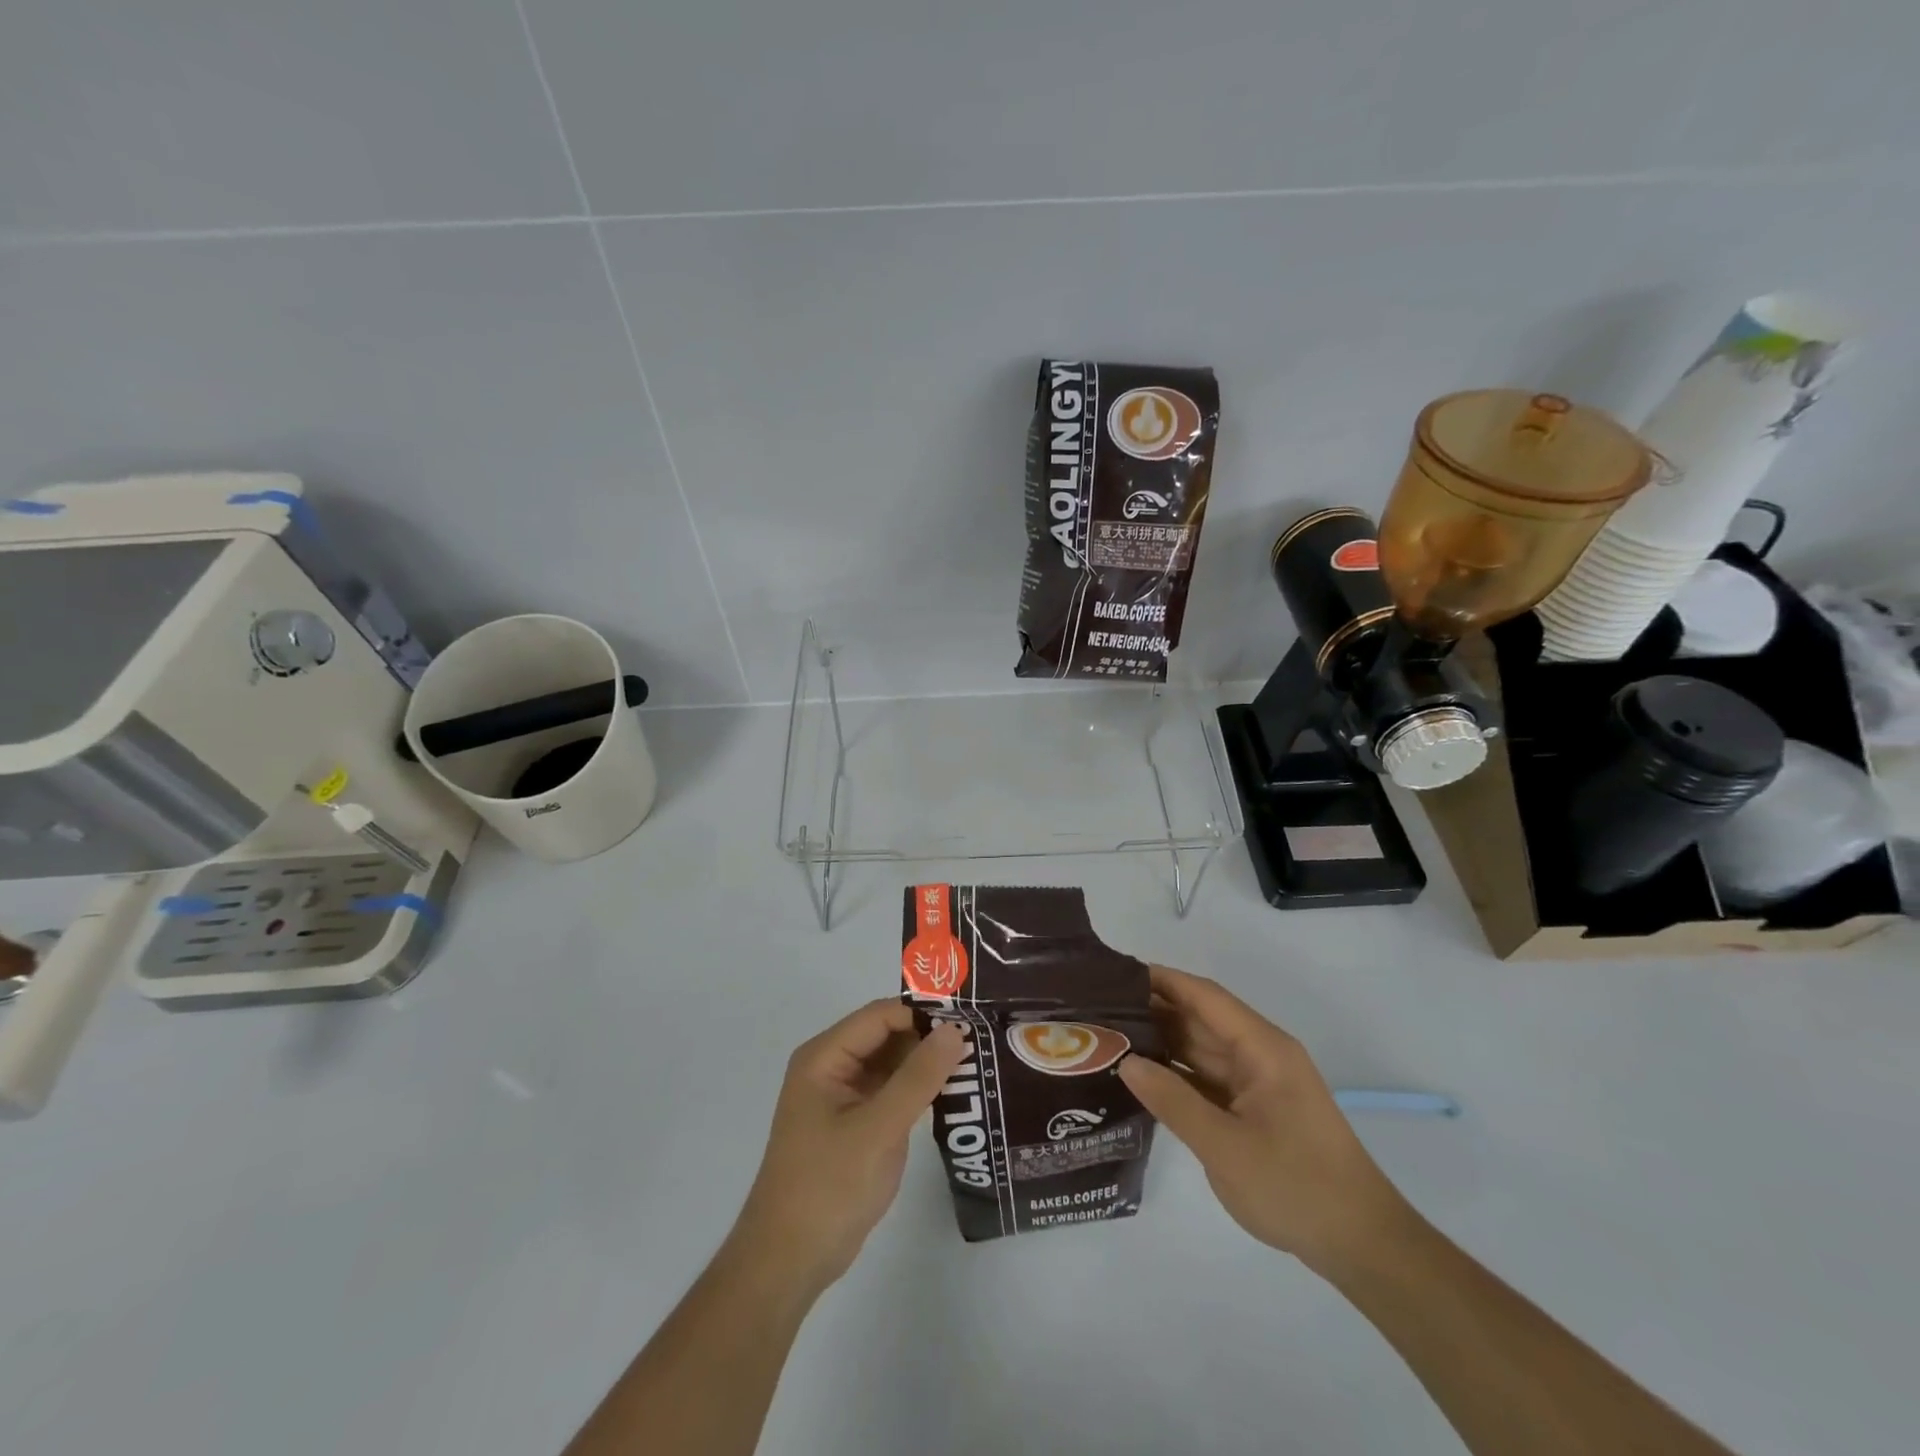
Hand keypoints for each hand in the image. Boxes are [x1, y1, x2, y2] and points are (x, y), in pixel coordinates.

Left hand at [733, 1001, 966, 1294]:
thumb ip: (918, 1077)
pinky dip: (919, 1090)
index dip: (923, 1012)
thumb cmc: (828, 1187)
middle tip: (981, 1040)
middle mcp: (832, 1067)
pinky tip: (955, 1094)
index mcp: (825, 1057)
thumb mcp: (878, 1129)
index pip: (881, 1015)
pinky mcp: (856, 1123)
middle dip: (930, 1037)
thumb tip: (955, 1029)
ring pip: (893, 1063)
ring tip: (978, 1062)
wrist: (789, 1262)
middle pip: (887, 1035)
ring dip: (927, 1064)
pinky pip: (892, 1091)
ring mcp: (844, 1096)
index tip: (969, 1019)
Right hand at [1118, 966, 1409, 1273]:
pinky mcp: (1254, 1109)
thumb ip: (1173, 1101)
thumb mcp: (1226, 1147)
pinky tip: (1141, 1075)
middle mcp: (1260, 1055)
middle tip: (1098, 1010)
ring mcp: (1258, 1083)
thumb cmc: (1297, 1188)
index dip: (1161, 980)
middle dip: (1152, 1010)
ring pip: (1201, 1049)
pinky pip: (1208, 1078)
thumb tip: (1125, 1062)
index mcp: (1262, 1048)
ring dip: (1161, 1042)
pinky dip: (1176, 1074)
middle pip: (1199, 1019)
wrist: (1362, 1246)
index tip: (1114, 974)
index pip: (1204, 996)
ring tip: (1108, 1037)